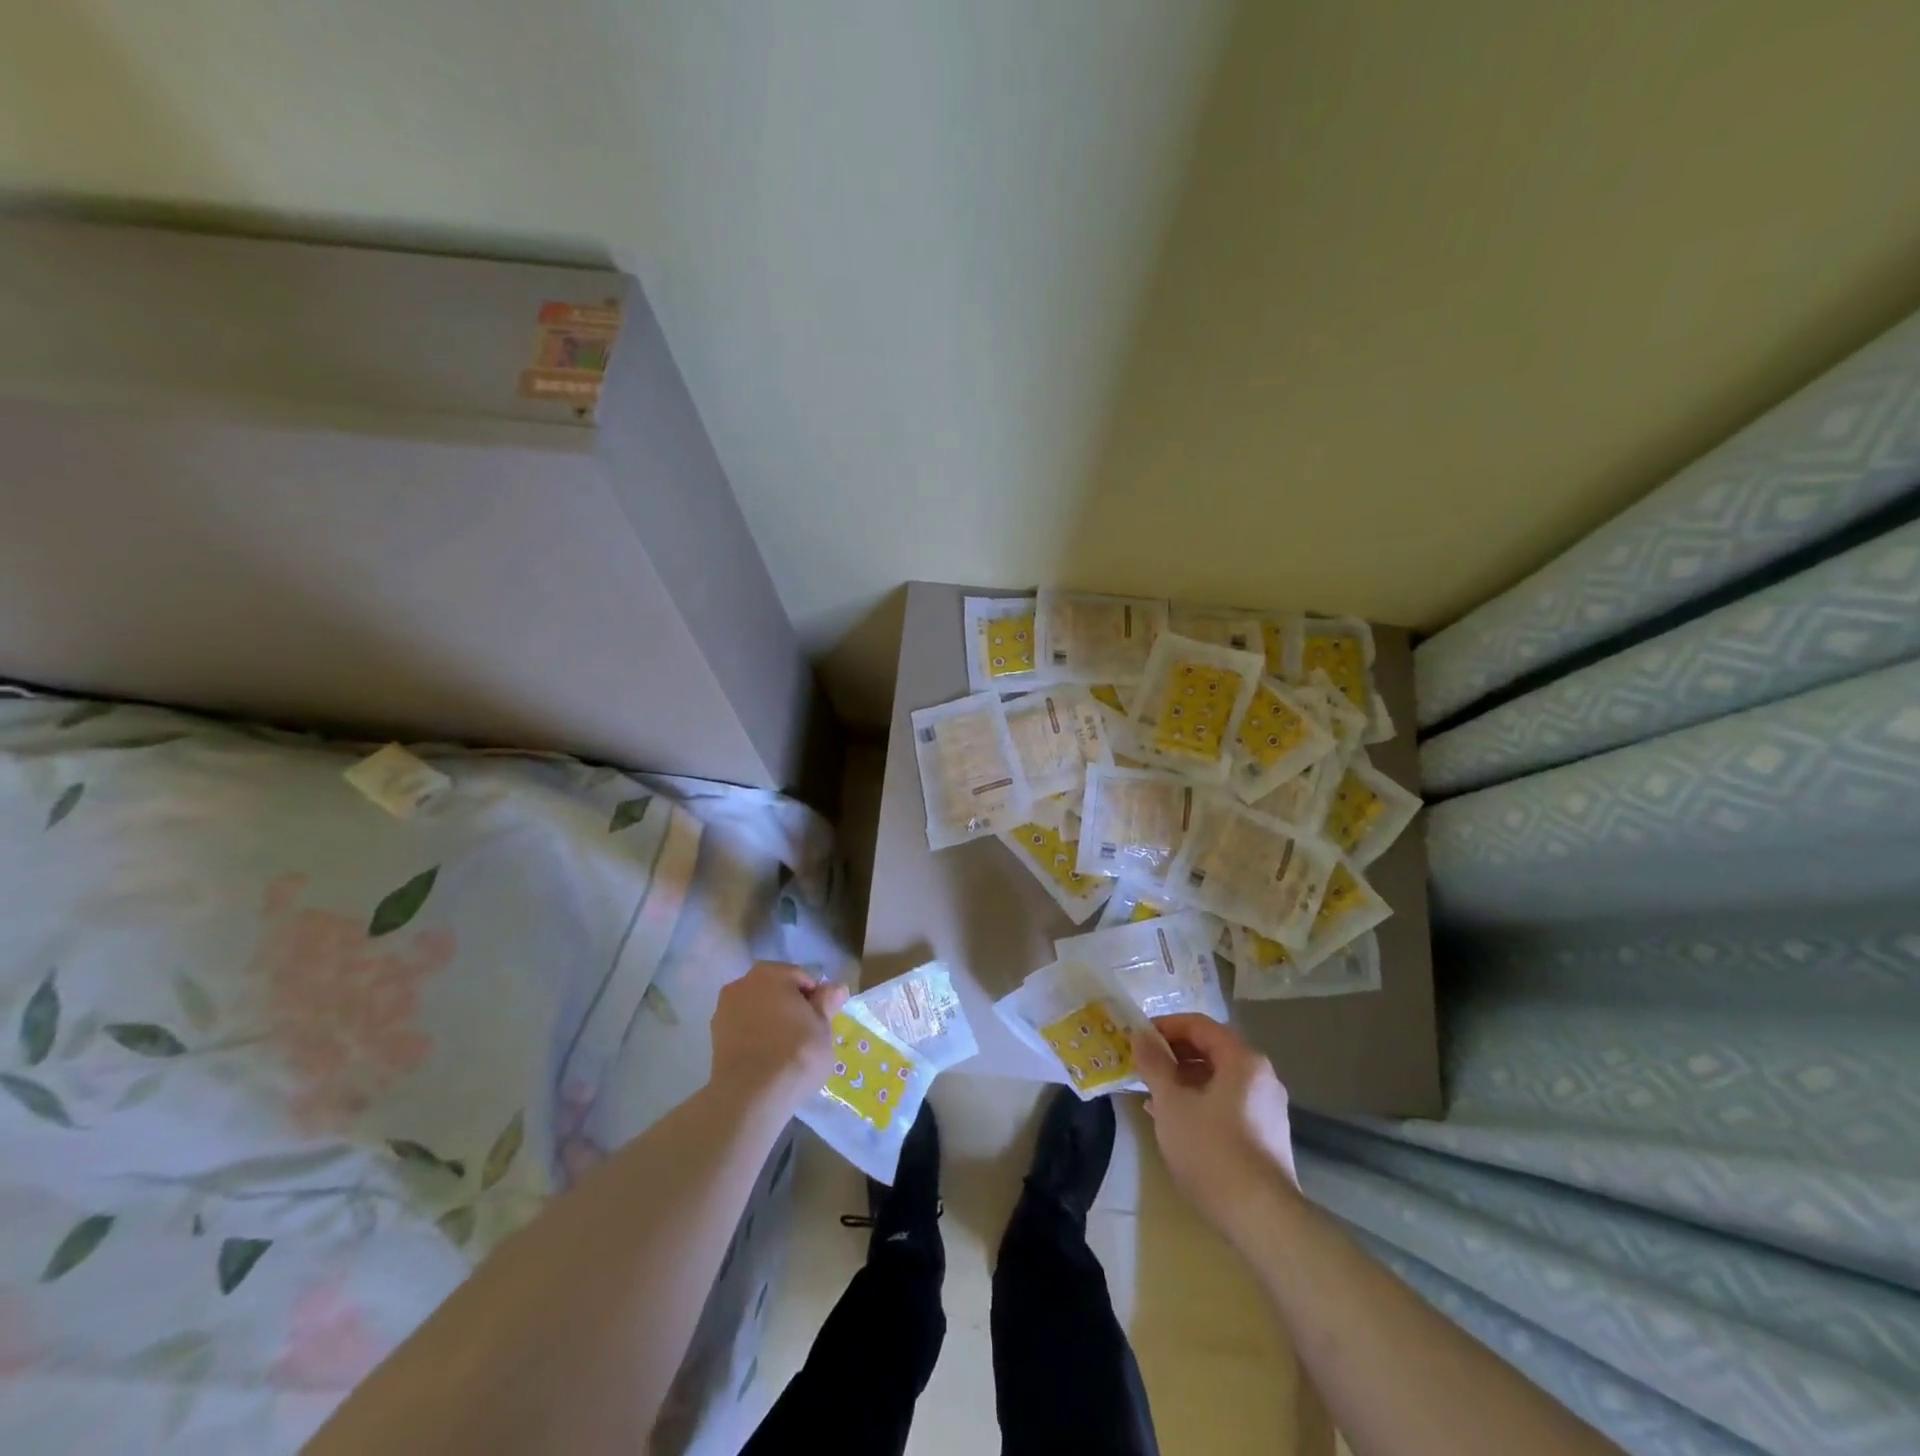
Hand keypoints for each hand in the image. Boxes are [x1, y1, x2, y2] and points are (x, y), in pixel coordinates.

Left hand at [710, 962, 847, 1110]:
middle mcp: (743, 983)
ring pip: (758, 1010)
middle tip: (808, 1035)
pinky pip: (744, 1029)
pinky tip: (768, 1058)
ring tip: (787, 1050)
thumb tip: (837, 987)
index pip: (803, 978)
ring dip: (772, 1021)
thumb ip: (828, 1002)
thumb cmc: (796, 1053)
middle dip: (791, 1007)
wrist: (751, 1096)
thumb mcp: (823, 1027)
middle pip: (777, 990)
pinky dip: (756, 1037)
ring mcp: (724, 1010)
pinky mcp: (714, 1038)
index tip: (824, 1021)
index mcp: (771, 973)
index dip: (817, 998)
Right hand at [1133, 1014, 1299, 1236]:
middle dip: (1173, 1055)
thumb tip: (1139, 1035)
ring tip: (1152, 1095)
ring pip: (1218, 1079)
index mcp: (1242, 1059)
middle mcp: (1261, 1076)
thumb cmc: (1212, 1150)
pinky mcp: (1266, 1135)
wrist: (1262, 1219)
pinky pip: (1227, 1103)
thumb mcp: (1172, 1103)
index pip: (1199, 1025)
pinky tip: (1176, 1122)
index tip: (1138, 1039)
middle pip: (1211, 1050)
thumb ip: (1154, 1064)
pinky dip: (1200, 1101)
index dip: (1165, 1026)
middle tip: (1142, 1066)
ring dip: (1184, 1080)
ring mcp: (1267, 1107)